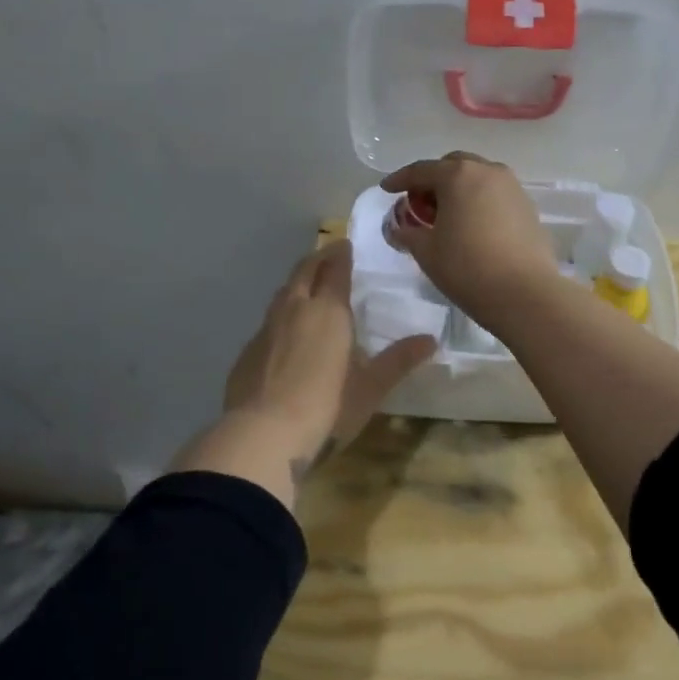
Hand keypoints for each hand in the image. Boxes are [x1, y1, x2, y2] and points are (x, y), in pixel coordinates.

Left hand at [173, 241, 435, 510]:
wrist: (262, 435)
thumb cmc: (327, 407)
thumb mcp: (370, 387)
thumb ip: (399, 360)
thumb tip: (431, 339)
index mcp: (328, 310)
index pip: (335, 270)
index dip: (341, 255)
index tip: (345, 244)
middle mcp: (295, 309)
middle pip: (304, 272)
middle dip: (317, 259)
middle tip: (328, 254)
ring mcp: (266, 329)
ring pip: (283, 293)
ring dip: (297, 283)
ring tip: (308, 286)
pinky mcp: (247, 351)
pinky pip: (268, 321)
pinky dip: (281, 314)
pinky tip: (285, 332)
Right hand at [380, 151, 560, 325]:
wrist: (525, 294)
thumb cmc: (467, 267)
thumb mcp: (426, 251)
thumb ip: (408, 233)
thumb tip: (400, 228)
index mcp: (457, 175)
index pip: (421, 170)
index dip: (399, 179)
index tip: (386, 189)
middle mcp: (487, 171)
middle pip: (453, 165)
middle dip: (434, 179)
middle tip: (420, 202)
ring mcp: (512, 187)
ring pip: (478, 177)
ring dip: (459, 188)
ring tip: (448, 214)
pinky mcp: (528, 207)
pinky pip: (496, 195)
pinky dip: (480, 201)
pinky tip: (473, 225)